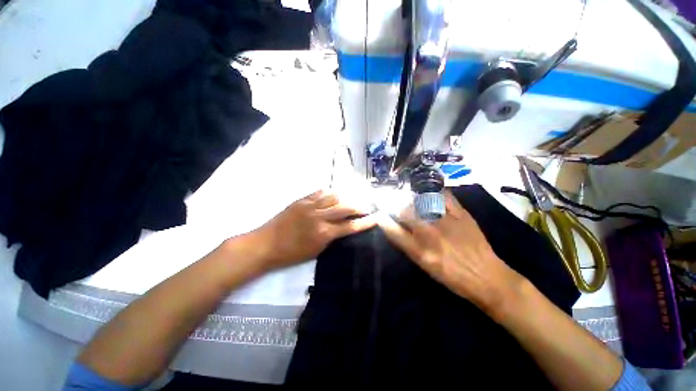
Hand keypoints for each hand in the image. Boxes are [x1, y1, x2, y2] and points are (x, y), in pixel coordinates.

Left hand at [251, 190, 377, 270]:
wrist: (265, 244)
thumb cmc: (291, 254)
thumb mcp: (315, 251)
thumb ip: (331, 237)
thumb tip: (341, 227)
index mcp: (324, 233)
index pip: (350, 226)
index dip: (365, 222)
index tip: (376, 218)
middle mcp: (320, 217)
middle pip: (345, 207)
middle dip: (359, 207)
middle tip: (365, 207)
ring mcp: (310, 206)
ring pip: (334, 196)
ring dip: (345, 197)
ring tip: (350, 199)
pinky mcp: (301, 200)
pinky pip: (319, 192)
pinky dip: (329, 192)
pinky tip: (333, 194)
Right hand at [377, 191, 523, 315]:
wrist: (487, 278)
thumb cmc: (453, 277)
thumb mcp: (425, 267)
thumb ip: (409, 247)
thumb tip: (396, 229)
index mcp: (419, 251)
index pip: (393, 231)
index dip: (382, 219)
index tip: (379, 213)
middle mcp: (430, 234)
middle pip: (405, 212)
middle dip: (395, 206)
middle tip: (394, 202)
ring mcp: (446, 222)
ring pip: (421, 202)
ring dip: (411, 198)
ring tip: (408, 195)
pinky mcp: (462, 215)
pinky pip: (445, 197)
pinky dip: (436, 191)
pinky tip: (431, 190)